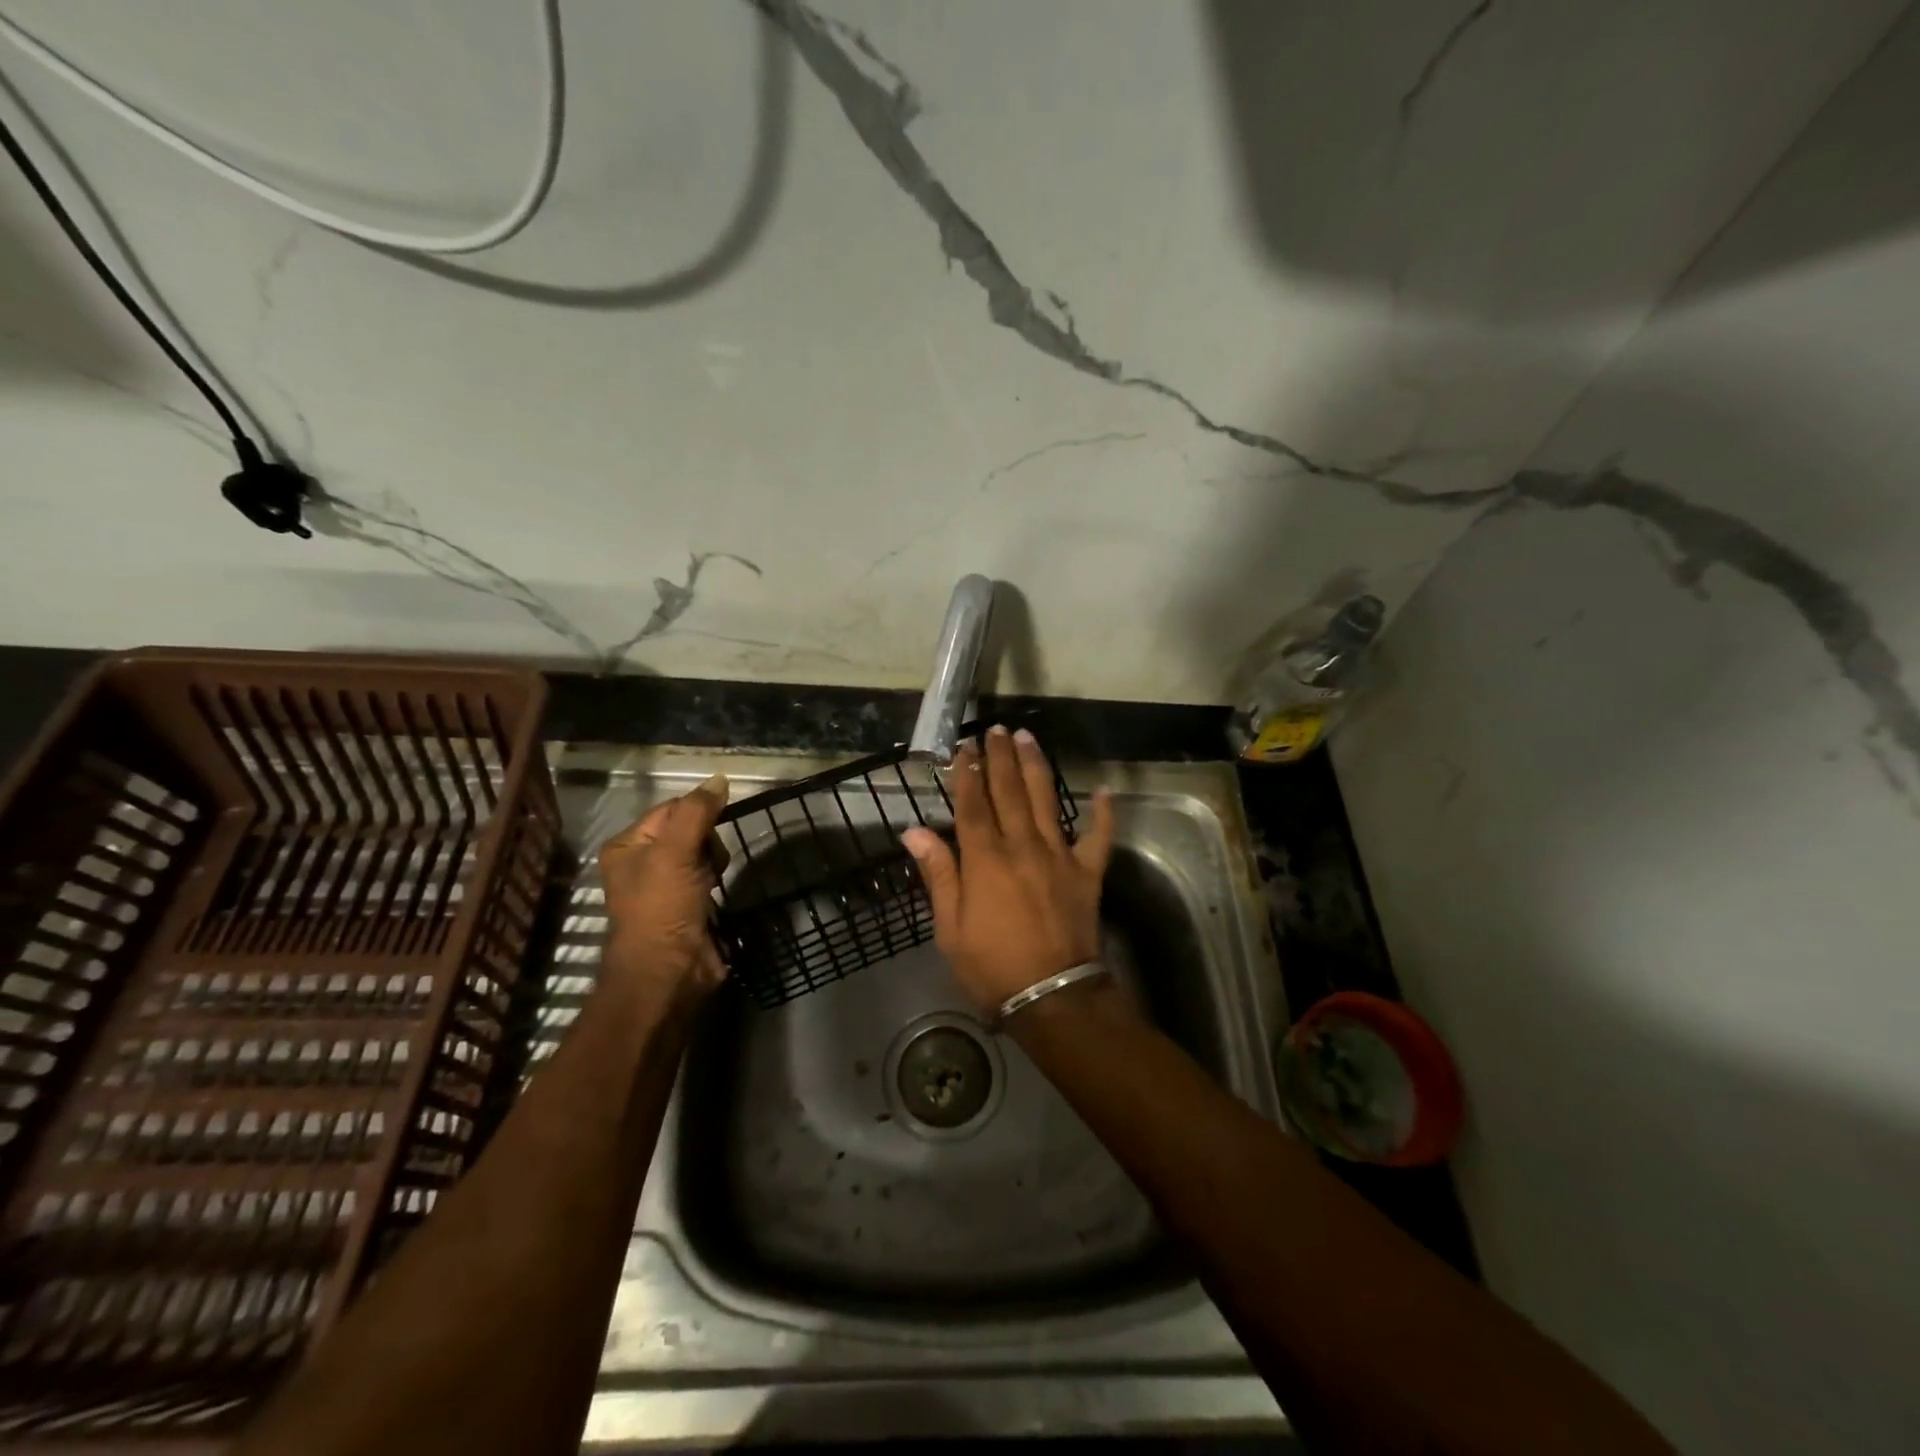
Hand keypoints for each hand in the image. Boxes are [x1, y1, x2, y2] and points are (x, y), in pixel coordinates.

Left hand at [597, 774, 730, 1007]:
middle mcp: (642, 863)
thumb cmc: (662, 907)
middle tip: (706, 864)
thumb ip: (697, 812)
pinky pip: (709, 876)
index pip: (671, 808)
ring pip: (703, 853)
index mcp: (627, 846)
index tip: (713, 830)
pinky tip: (715, 893)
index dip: (697, 814)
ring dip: (714, 862)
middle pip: (689, 829)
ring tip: (710, 883)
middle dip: (707, 842)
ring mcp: (665, 886)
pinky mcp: (687, 905)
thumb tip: (720, 779)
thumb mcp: (674, 852)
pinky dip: (716, 880)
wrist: (669, 973)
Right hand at [901, 726, 1114, 1014]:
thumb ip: (938, 874)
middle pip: (1010, 791)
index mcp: (985, 859)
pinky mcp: (1087, 872)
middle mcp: (1022, 846)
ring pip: (1047, 800)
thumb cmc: (992, 966)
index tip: (964, 747)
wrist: (1051, 996)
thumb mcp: (950, 928)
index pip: (973, 804)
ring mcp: (1059, 856)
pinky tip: (1104, 791)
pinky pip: (1098, 837)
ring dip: (1036, 766)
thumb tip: (913, 831)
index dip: (966, 773)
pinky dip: (1103, 814)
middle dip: (1000, 757)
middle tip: (996, 730)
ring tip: (1028, 738)